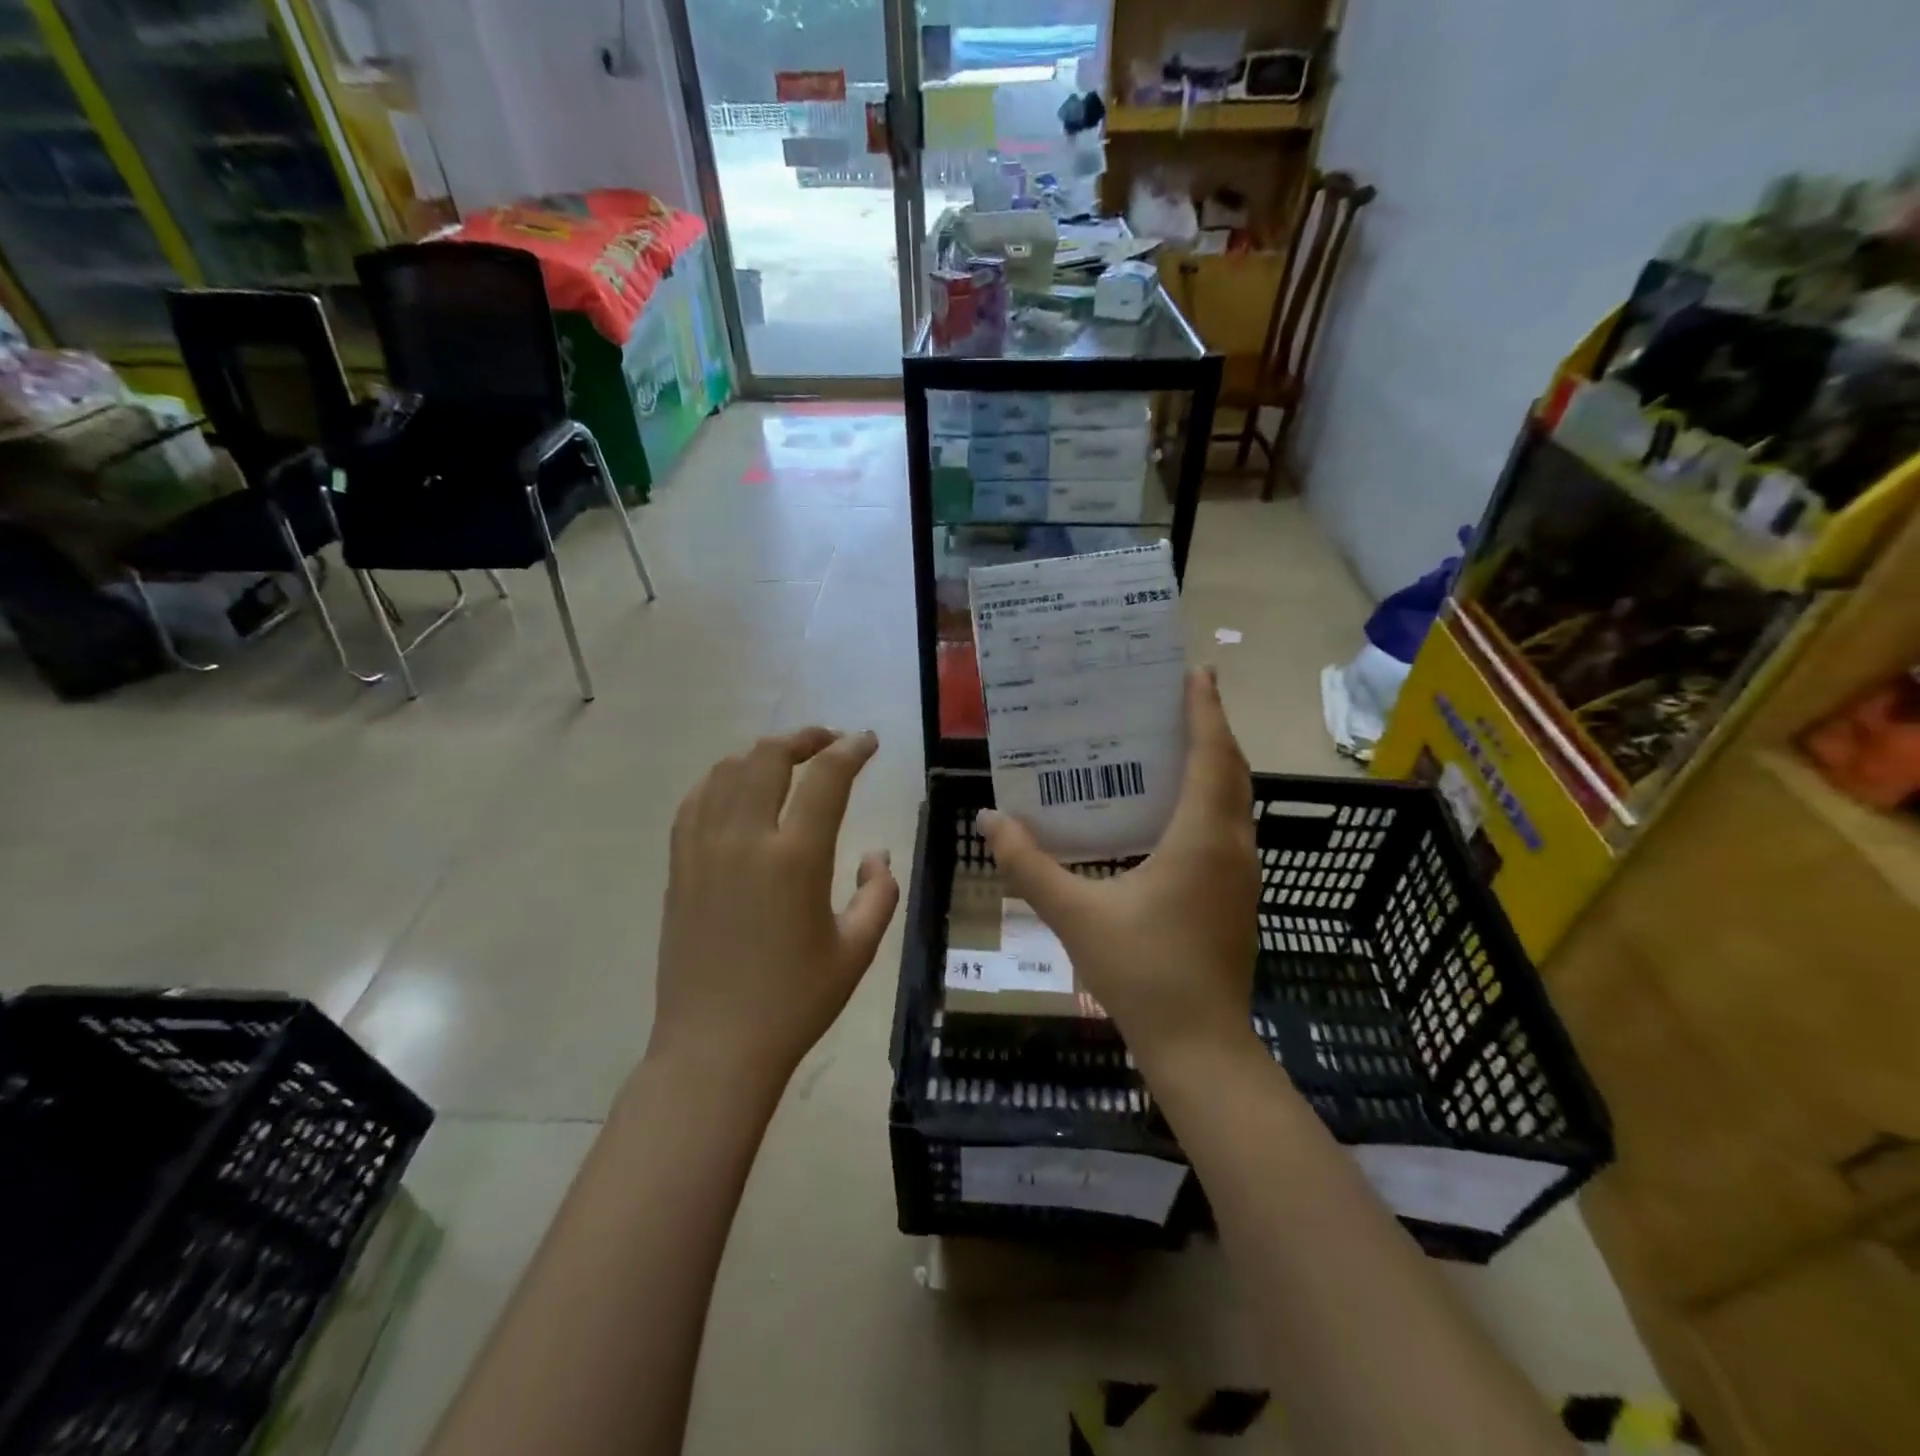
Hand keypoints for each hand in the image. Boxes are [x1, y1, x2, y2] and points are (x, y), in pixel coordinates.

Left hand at [650, 728, 899, 1083]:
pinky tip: (737, 788)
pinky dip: (721, 779)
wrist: (715, 1046)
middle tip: (829, 742)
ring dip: (761, 754)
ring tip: (787, 760)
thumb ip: (879, 892)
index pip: (826, 778)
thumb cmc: (795, 1001)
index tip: (868, 741)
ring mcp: (703, 849)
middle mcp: (744, 839)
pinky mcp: (679, 867)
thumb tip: (877, 852)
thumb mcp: (857, 950)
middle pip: (768, 758)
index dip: (851, 750)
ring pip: (727, 771)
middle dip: (804, 738)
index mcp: (795, 858)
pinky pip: (695, 801)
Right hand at [979, 669, 1258, 1072]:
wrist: (1199, 1045)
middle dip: (1211, 729)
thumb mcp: (1075, 914)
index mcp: (1200, 837)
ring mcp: (1241, 874)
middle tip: (1179, 698)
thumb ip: (1029, 865)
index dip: (1205, 710)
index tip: (1198, 672)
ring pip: (1235, 801)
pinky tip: (1173, 812)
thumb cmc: (1142, 972)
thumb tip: (990, 820)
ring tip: (1173, 744)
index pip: (1210, 756)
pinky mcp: (1237, 896)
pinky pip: (1229, 827)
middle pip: (1231, 771)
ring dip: (1214, 766)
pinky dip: (1209, 800)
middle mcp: (1232, 846)